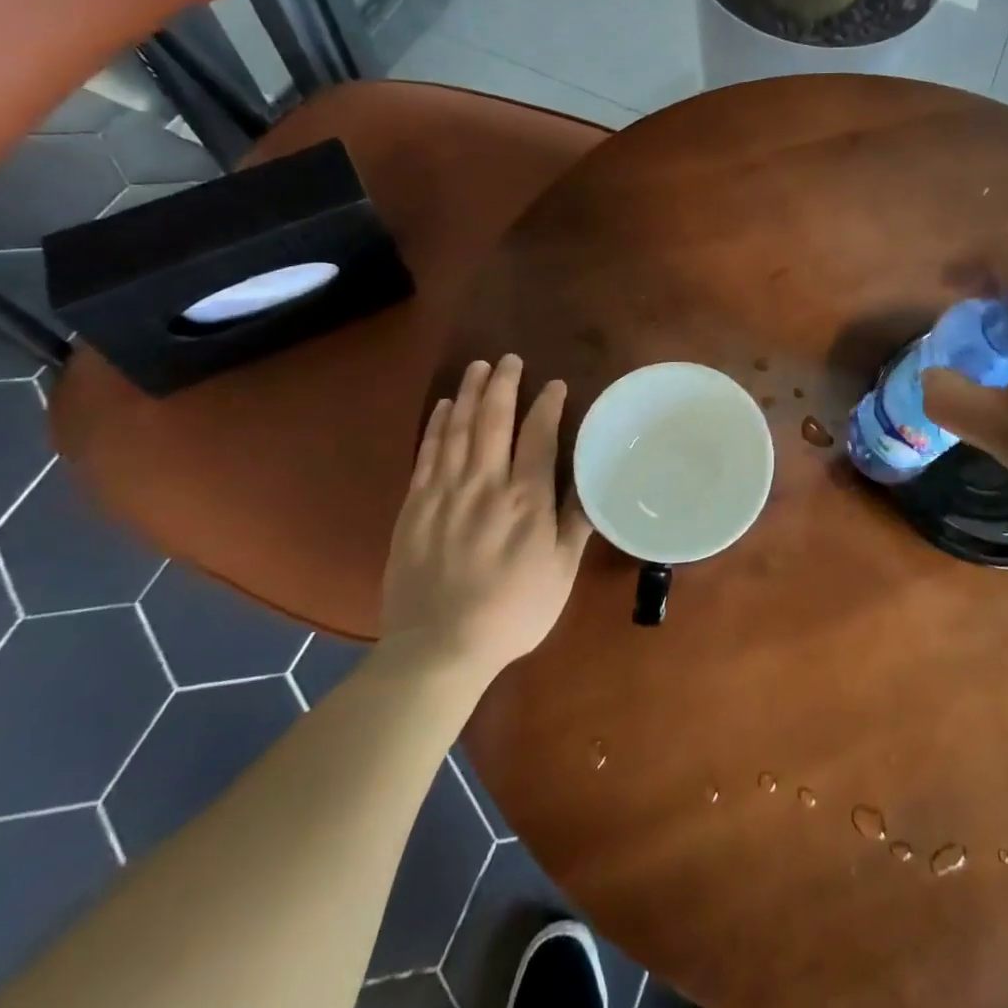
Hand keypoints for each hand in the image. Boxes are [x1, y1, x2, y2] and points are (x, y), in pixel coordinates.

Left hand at [381, 356, 592, 678]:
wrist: (438, 648)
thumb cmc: (512, 612)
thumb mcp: (559, 573)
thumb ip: (575, 524)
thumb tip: (592, 483)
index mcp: (526, 501)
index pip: (539, 437)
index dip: (548, 406)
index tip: (555, 385)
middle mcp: (485, 485)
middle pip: (493, 421)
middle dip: (503, 384)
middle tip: (509, 359)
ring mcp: (445, 492)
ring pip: (458, 429)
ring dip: (469, 394)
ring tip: (478, 367)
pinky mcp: (415, 505)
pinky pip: (427, 453)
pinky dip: (436, 425)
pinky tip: (443, 406)